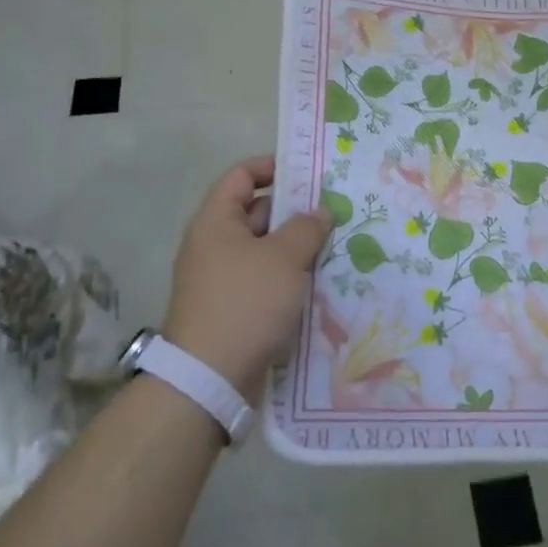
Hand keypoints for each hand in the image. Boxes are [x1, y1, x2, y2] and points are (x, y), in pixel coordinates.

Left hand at [162, 157, 330, 399]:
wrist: (209, 379)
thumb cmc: (246, 303)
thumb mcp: (284, 258)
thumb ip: (306, 228)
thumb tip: (320, 211)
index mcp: (216, 221)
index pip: (241, 175)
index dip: (273, 167)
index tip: (310, 173)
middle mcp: (214, 245)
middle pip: (257, 213)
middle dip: (296, 211)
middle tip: (336, 212)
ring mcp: (222, 279)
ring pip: (265, 250)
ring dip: (297, 248)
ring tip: (337, 246)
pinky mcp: (232, 309)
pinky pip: (264, 281)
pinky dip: (289, 278)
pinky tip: (320, 283)